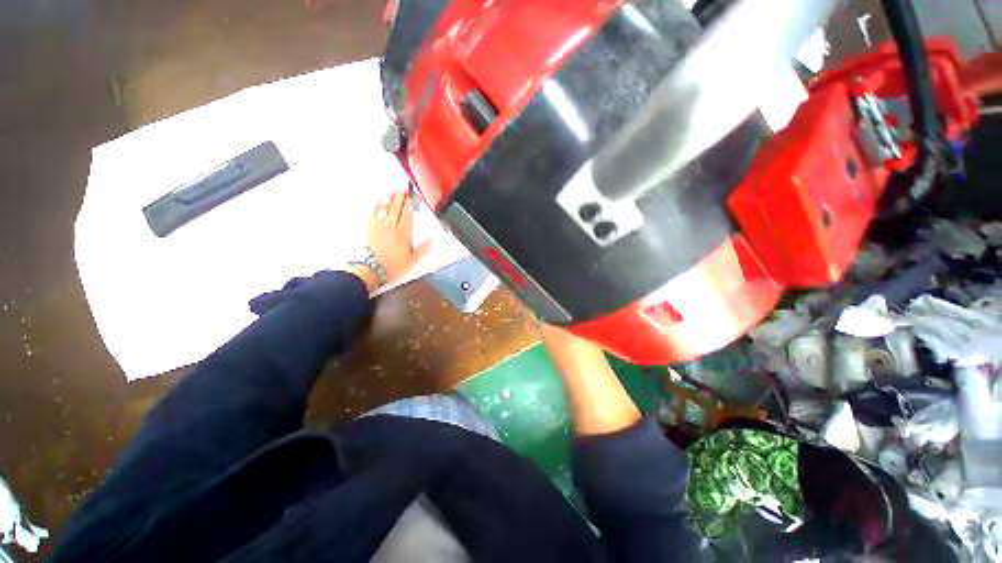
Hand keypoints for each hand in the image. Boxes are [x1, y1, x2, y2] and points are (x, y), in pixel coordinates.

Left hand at [366, 190, 431, 283]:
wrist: (371, 269)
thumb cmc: (393, 266)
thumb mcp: (414, 259)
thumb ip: (425, 247)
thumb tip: (436, 239)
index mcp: (403, 232)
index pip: (407, 213)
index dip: (410, 203)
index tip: (412, 196)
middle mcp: (391, 225)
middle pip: (396, 206)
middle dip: (400, 196)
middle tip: (404, 189)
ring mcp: (378, 225)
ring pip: (384, 206)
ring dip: (389, 197)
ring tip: (393, 191)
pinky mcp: (368, 227)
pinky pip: (373, 211)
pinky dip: (377, 204)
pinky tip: (378, 201)